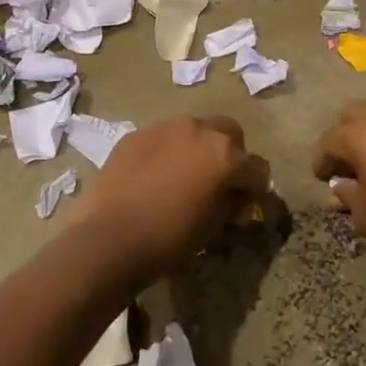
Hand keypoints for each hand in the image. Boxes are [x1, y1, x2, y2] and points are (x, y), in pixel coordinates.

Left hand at [72, 114, 269, 286]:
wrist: (109, 238)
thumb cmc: (169, 239)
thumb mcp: (213, 227)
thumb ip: (231, 202)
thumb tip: (236, 195)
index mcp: (225, 155)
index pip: (256, 167)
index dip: (255, 187)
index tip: (247, 202)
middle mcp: (199, 129)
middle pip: (229, 133)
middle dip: (230, 154)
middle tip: (218, 180)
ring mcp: (165, 126)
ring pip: (194, 129)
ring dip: (197, 147)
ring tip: (184, 174)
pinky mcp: (137, 133)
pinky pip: (163, 137)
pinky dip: (167, 150)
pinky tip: (154, 175)